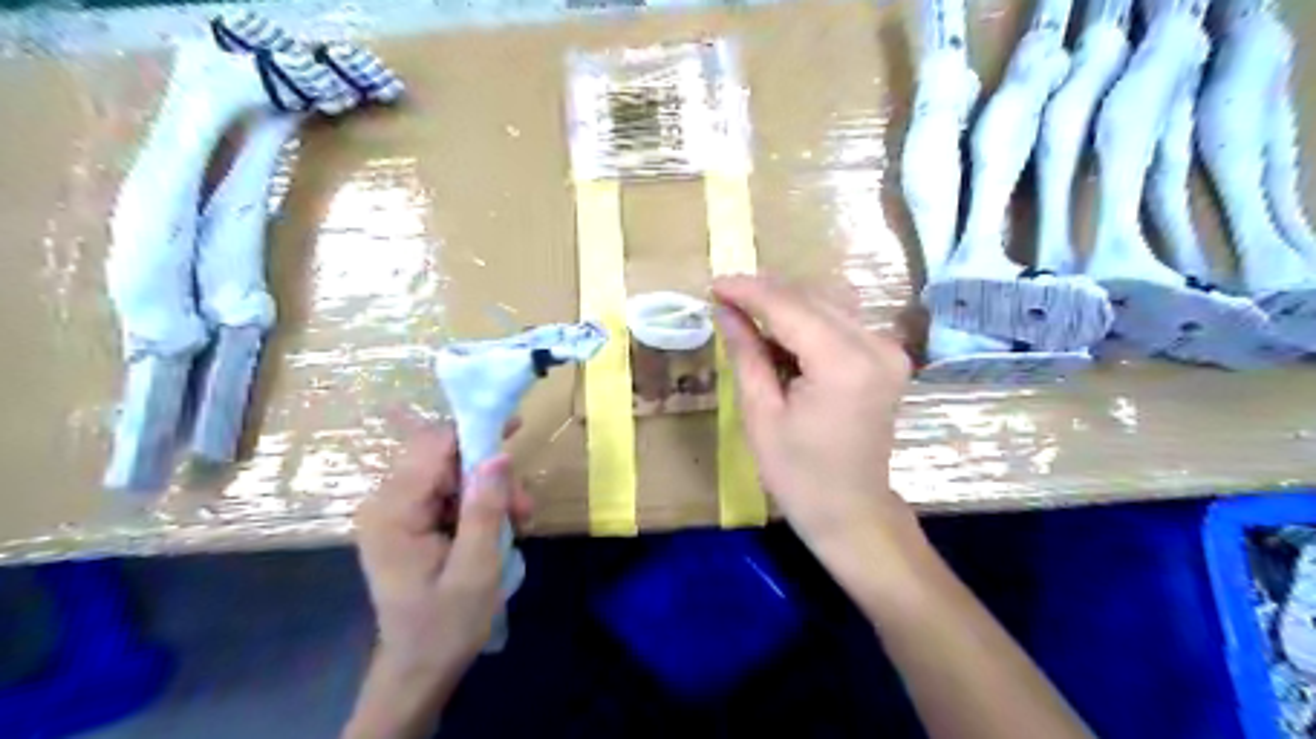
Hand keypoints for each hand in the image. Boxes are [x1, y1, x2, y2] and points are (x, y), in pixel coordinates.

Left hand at [354, 412, 533, 677]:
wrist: (419, 668)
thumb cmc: (447, 625)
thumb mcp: (476, 569)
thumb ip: (485, 509)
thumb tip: (498, 454)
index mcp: (394, 512)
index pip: (433, 446)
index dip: (475, 431)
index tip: (516, 429)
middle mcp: (386, 503)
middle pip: (443, 457)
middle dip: (488, 473)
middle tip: (522, 507)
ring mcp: (395, 512)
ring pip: (451, 473)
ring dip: (489, 491)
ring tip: (518, 521)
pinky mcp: (408, 521)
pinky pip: (448, 492)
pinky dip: (478, 503)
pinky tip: (500, 526)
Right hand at [715, 273, 917, 570]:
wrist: (852, 510)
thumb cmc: (798, 474)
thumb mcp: (761, 414)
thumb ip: (746, 353)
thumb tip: (724, 309)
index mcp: (843, 363)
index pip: (790, 307)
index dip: (748, 291)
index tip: (713, 284)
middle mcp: (875, 345)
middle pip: (812, 298)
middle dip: (765, 293)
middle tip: (725, 297)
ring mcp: (888, 349)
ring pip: (828, 304)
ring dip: (786, 304)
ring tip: (746, 313)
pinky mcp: (888, 357)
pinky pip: (842, 322)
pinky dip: (808, 320)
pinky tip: (780, 332)